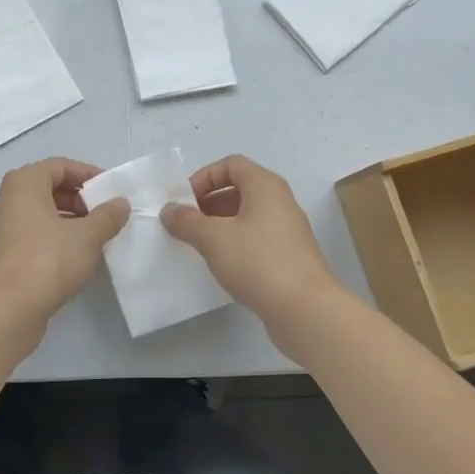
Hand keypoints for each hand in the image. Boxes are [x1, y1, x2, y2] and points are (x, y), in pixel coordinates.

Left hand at [0, 158, 130, 343]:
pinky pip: (32, 237)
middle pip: (48, 189)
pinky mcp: (0, 257)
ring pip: (40, 215)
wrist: (4, 311)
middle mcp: (6, 201)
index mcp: (23, 184)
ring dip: (69, 222)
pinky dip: (54, 240)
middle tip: (105, 215)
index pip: (59, 166)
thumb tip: (120, 203)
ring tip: (96, 238)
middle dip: (80, 199)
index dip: (88, 174)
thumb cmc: (46, 261)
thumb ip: (107, 216)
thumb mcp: (87, 237)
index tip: (111, 190)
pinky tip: (75, 259)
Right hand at [160, 155, 345, 356]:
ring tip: (199, 246)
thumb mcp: (213, 238)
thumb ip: (187, 221)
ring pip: (247, 216)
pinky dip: (236, 244)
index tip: (185, 202)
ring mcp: (287, 230)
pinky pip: (256, 239)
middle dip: (209, 203)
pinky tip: (222, 265)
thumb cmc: (257, 261)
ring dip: (220, 225)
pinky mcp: (289, 256)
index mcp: (265, 185)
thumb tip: (169, 210)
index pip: (231, 164)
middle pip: (239, 189)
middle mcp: (279, 201)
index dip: (204, 177)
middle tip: (187, 224)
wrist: (305, 309)